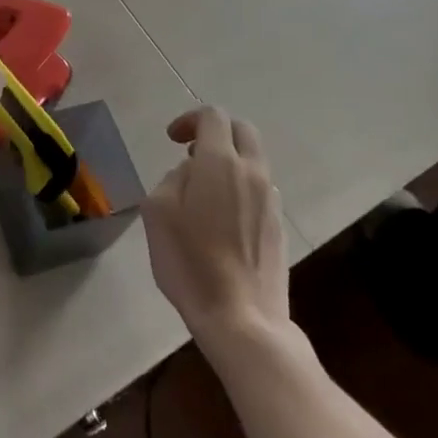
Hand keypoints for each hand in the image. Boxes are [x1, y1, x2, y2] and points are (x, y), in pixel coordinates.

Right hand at [143, 108, 290, 344]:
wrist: (242, 321)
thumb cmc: (190, 262)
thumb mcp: (158, 211)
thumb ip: (173, 178)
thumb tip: (191, 172)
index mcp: (220, 162)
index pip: (214, 116)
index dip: (189, 119)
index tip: (172, 140)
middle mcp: (252, 174)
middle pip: (243, 131)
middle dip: (217, 132)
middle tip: (191, 153)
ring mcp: (271, 202)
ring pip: (254, 162)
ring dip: (230, 162)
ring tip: (204, 191)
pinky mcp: (279, 229)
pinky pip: (259, 191)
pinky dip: (241, 189)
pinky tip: (222, 220)